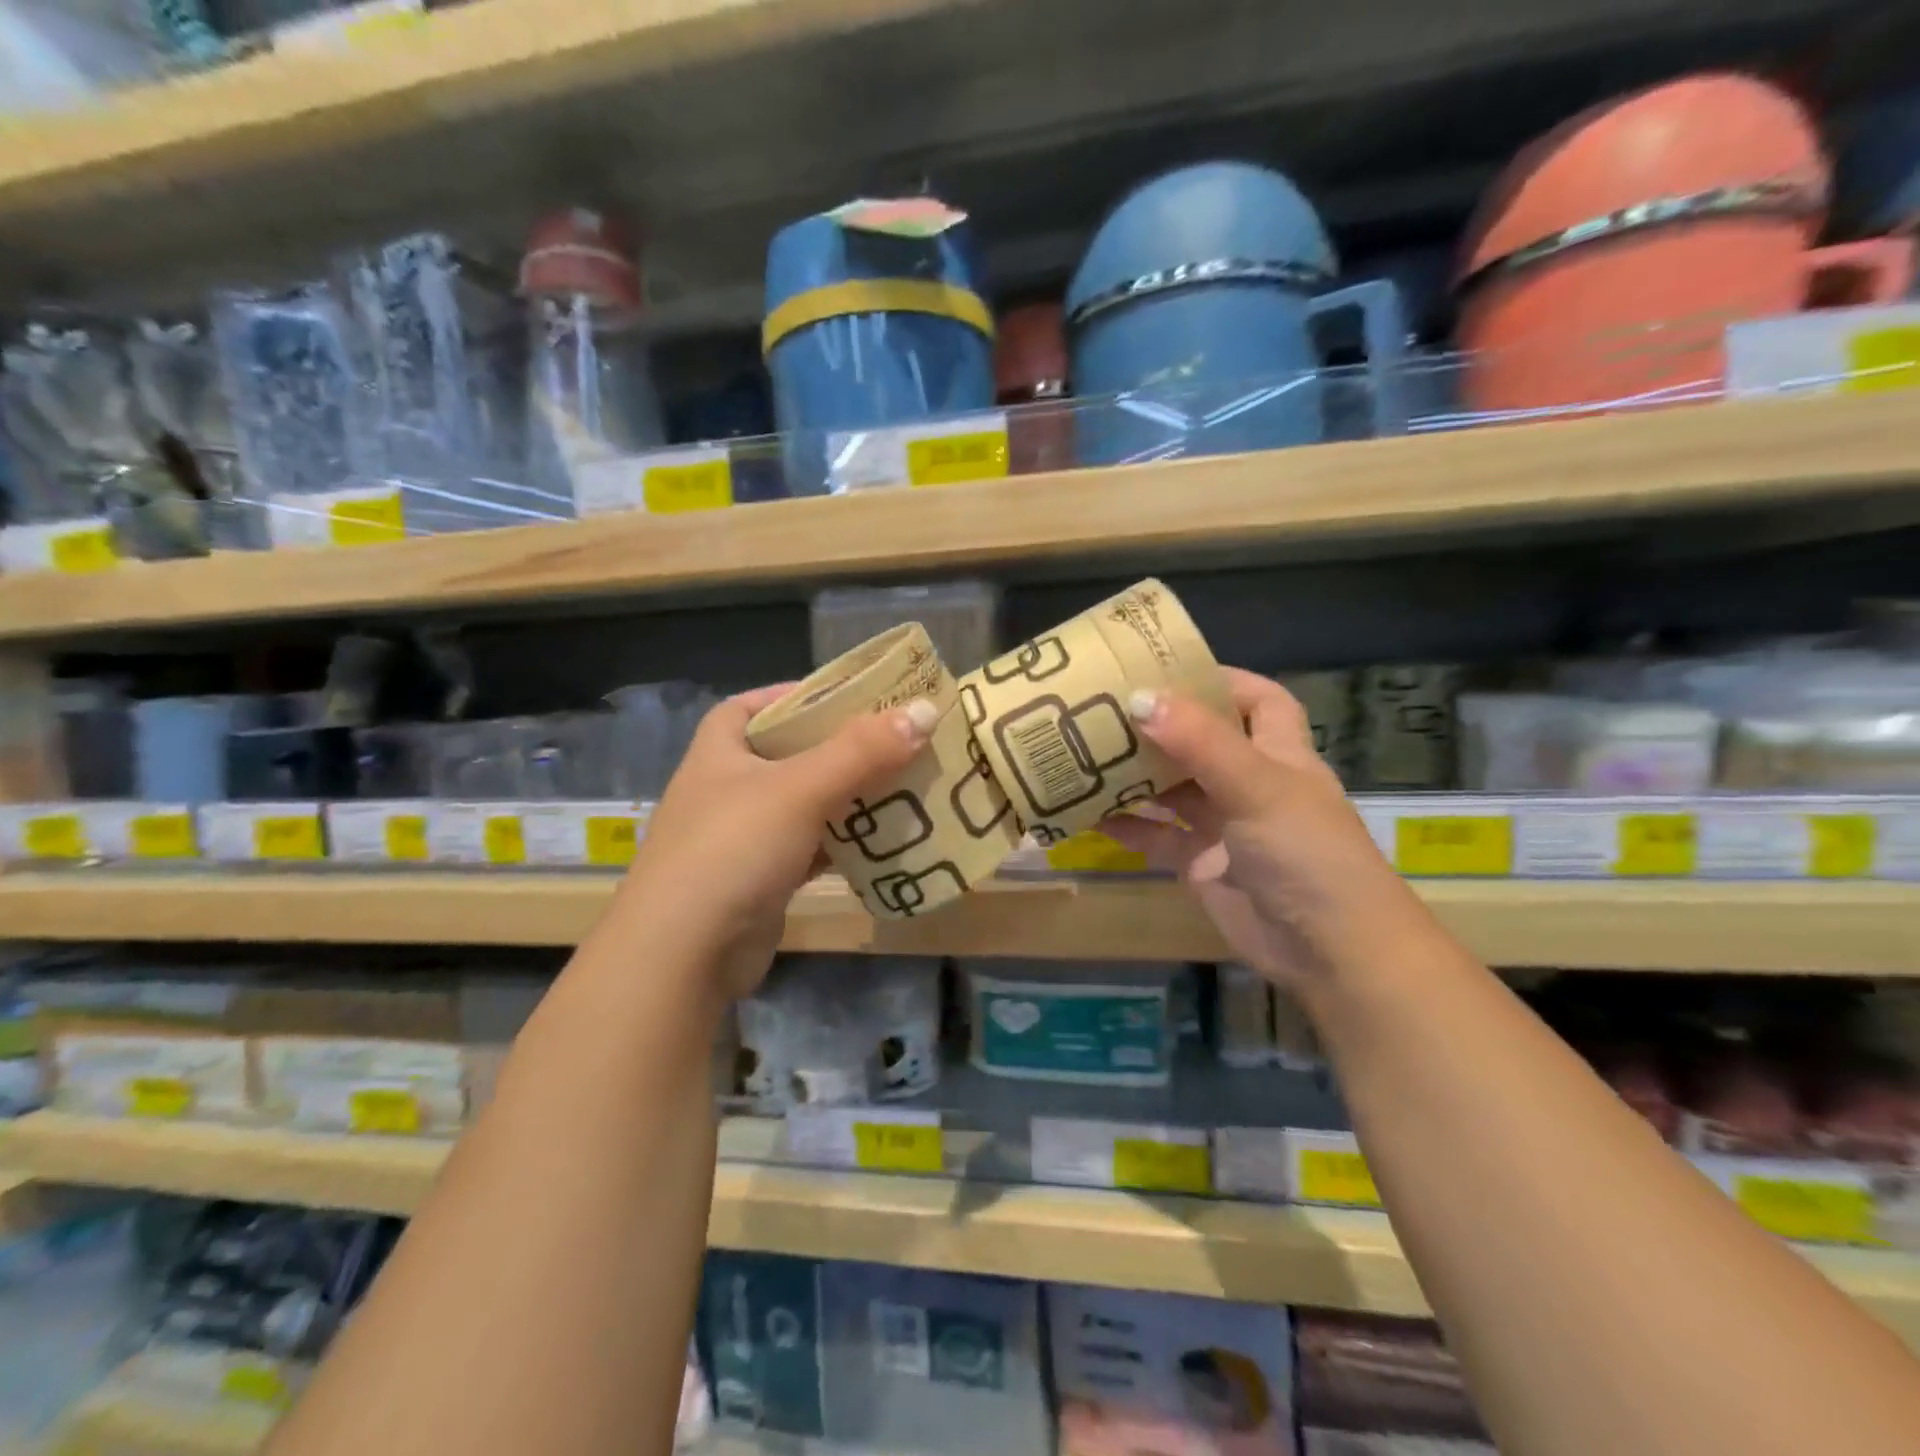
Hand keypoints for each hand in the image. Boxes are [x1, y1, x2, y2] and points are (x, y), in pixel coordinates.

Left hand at [619, 685, 935, 1000]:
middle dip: (840, 748)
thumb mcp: (800, 789)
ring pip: (806, 803)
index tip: (850, 697)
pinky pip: (811, 847)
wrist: (683, 956)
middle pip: (791, 754)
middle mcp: (728, 787)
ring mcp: (743, 836)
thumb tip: (925, 711)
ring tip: (904, 784)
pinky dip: (843, 842)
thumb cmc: (733, 849)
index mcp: (720, 750)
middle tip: (896, 741)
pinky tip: (883, 840)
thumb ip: (862, 751)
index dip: (797, 695)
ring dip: (849, 796)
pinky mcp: (761, 879)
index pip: (754, 705)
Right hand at [1101, 668, 1430, 989]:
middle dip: (1159, 726)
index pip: (1258, 700)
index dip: (1221, 681)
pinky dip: (1126, 826)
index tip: (1164, 669)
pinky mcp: (1201, 864)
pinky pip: (1157, 836)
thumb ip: (1199, 741)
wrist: (1330, 951)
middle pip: (1201, 742)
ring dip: (1136, 775)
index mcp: (1279, 753)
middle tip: (1103, 708)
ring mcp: (1224, 826)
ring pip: (1173, 790)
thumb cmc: (1306, 853)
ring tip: (1084, 753)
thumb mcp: (1257, 786)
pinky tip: (1089, 814)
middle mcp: (1251, 784)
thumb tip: (1139, 697)